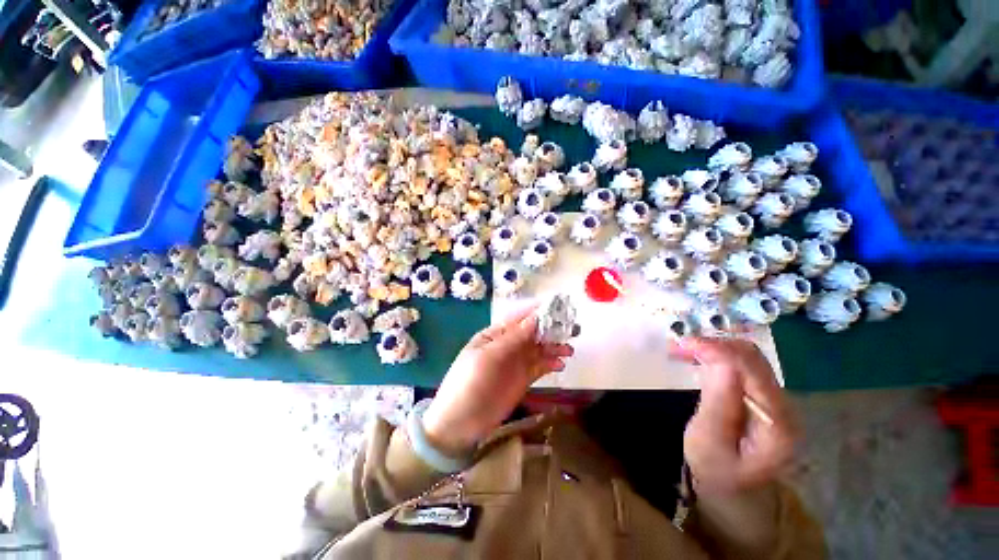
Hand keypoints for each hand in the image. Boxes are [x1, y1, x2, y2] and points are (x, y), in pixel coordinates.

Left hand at [423, 306, 573, 456]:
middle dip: (552, 328)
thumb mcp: (488, 357)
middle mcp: (508, 345)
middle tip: (574, 328)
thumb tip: (536, 318)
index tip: (560, 308)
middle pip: (533, 332)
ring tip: (570, 350)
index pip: (519, 318)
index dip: (538, 312)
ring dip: (555, 347)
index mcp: (495, 334)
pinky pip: (540, 366)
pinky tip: (561, 365)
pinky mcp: (523, 379)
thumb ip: (513, 339)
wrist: (460, 424)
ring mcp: (516, 362)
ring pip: (539, 349)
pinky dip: (552, 363)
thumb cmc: (469, 384)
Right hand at [670, 337, 797, 495]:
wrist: (731, 486)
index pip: (754, 373)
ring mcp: (774, 398)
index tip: (688, 343)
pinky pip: (742, 364)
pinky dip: (719, 355)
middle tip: (682, 344)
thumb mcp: (709, 442)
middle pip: (754, 360)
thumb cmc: (716, 469)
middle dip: (717, 345)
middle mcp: (783, 405)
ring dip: (716, 347)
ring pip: (748, 357)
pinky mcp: (761, 394)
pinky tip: (699, 356)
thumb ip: (717, 404)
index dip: (722, 351)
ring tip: (686, 347)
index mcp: (776, 422)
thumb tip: (722, 363)